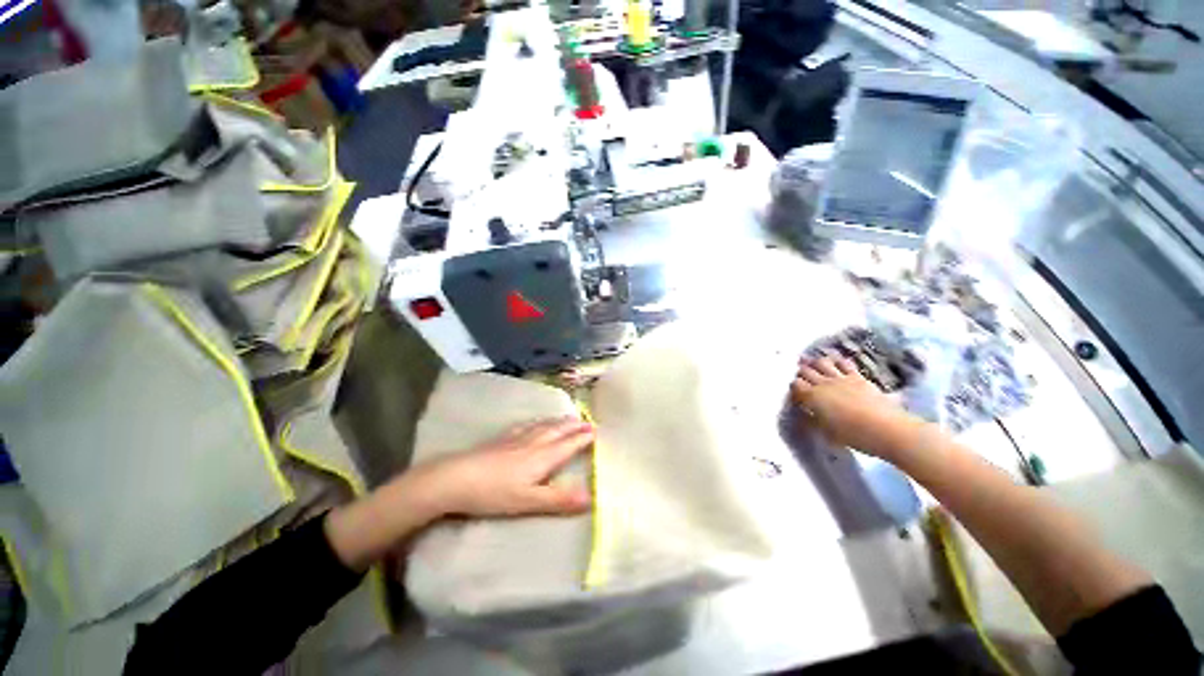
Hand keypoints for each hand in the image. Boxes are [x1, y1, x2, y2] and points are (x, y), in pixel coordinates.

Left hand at [416, 417, 594, 517]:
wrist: (457, 477)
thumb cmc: (495, 493)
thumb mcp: (529, 502)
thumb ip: (560, 500)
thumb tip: (591, 497)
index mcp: (544, 456)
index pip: (569, 444)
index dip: (583, 437)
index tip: (596, 431)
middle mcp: (535, 442)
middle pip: (559, 430)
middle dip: (575, 426)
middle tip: (588, 421)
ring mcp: (518, 438)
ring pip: (545, 425)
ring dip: (560, 421)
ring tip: (569, 417)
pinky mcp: (503, 438)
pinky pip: (529, 425)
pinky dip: (540, 422)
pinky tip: (536, 423)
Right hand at [791, 356, 920, 459]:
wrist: (886, 429)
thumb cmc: (853, 435)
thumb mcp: (826, 432)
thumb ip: (812, 419)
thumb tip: (804, 413)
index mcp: (812, 396)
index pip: (796, 384)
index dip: (794, 386)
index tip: (795, 391)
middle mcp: (823, 383)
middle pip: (806, 370)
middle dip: (801, 371)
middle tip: (801, 375)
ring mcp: (841, 378)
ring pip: (822, 362)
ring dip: (817, 363)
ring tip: (816, 366)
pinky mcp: (858, 377)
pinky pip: (845, 363)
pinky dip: (838, 361)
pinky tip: (837, 363)